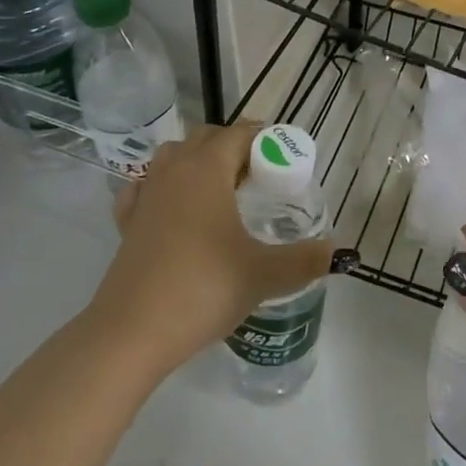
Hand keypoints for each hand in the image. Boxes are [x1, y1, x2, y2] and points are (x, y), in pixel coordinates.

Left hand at [91, 123, 334, 375]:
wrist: (132, 332)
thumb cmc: (203, 288)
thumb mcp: (263, 275)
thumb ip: (305, 260)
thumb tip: (339, 252)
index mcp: (207, 169)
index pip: (239, 133)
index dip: (264, 138)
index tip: (285, 158)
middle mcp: (174, 171)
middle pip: (205, 138)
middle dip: (234, 147)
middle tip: (260, 177)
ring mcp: (145, 195)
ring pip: (173, 157)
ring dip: (198, 162)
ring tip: (222, 191)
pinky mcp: (127, 223)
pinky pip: (146, 188)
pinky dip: (163, 187)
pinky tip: (175, 210)